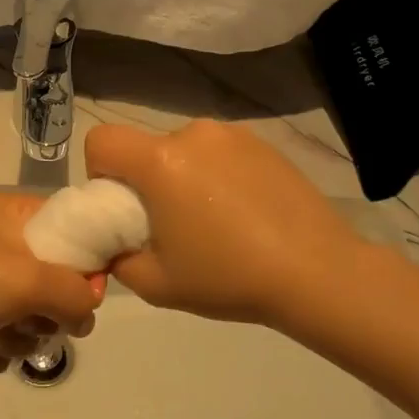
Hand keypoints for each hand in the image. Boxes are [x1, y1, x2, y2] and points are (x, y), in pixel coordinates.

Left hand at [0, 193, 101, 364]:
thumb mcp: (28, 278)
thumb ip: (75, 293)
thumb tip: (87, 312)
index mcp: (12, 216)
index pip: (70, 228)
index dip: (85, 261)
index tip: (88, 291)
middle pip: (54, 283)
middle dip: (46, 311)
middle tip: (34, 317)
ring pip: (29, 320)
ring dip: (16, 336)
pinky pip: (1, 342)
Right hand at [83, 119, 371, 329]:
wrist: (318, 272)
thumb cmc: (230, 277)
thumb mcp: (157, 284)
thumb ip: (118, 260)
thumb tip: (114, 246)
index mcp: (160, 161)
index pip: (101, 140)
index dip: (99, 172)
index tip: (123, 207)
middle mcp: (191, 134)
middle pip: (145, 148)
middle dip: (146, 180)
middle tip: (170, 224)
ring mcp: (231, 134)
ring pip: (182, 149)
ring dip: (182, 176)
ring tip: (214, 220)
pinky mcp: (261, 142)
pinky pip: (218, 152)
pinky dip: (217, 174)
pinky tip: (244, 211)